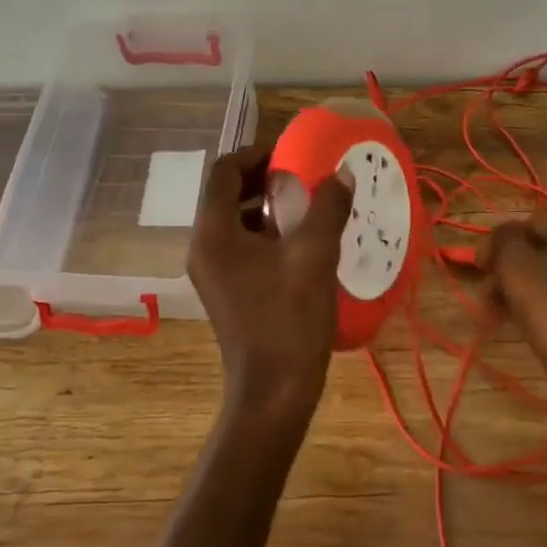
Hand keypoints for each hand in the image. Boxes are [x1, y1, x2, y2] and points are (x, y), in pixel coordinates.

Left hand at [188, 145, 354, 421]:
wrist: (275, 392)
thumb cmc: (289, 319)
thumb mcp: (314, 255)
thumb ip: (327, 207)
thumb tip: (342, 173)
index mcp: (214, 234)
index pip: (223, 171)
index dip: (255, 154)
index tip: (290, 154)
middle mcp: (204, 248)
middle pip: (226, 194)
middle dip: (263, 179)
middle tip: (303, 176)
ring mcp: (213, 272)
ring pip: (235, 221)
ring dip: (267, 207)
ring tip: (308, 205)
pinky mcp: (227, 291)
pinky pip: (241, 246)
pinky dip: (267, 234)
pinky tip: (303, 242)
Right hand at [483, 214, 546, 393]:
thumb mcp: (515, 263)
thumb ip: (502, 238)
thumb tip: (501, 236)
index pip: (529, 223)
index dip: (498, 242)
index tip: (479, 267)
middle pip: (539, 251)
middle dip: (507, 270)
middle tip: (486, 294)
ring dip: (518, 289)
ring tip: (496, 313)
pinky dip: (541, 305)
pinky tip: (521, 323)